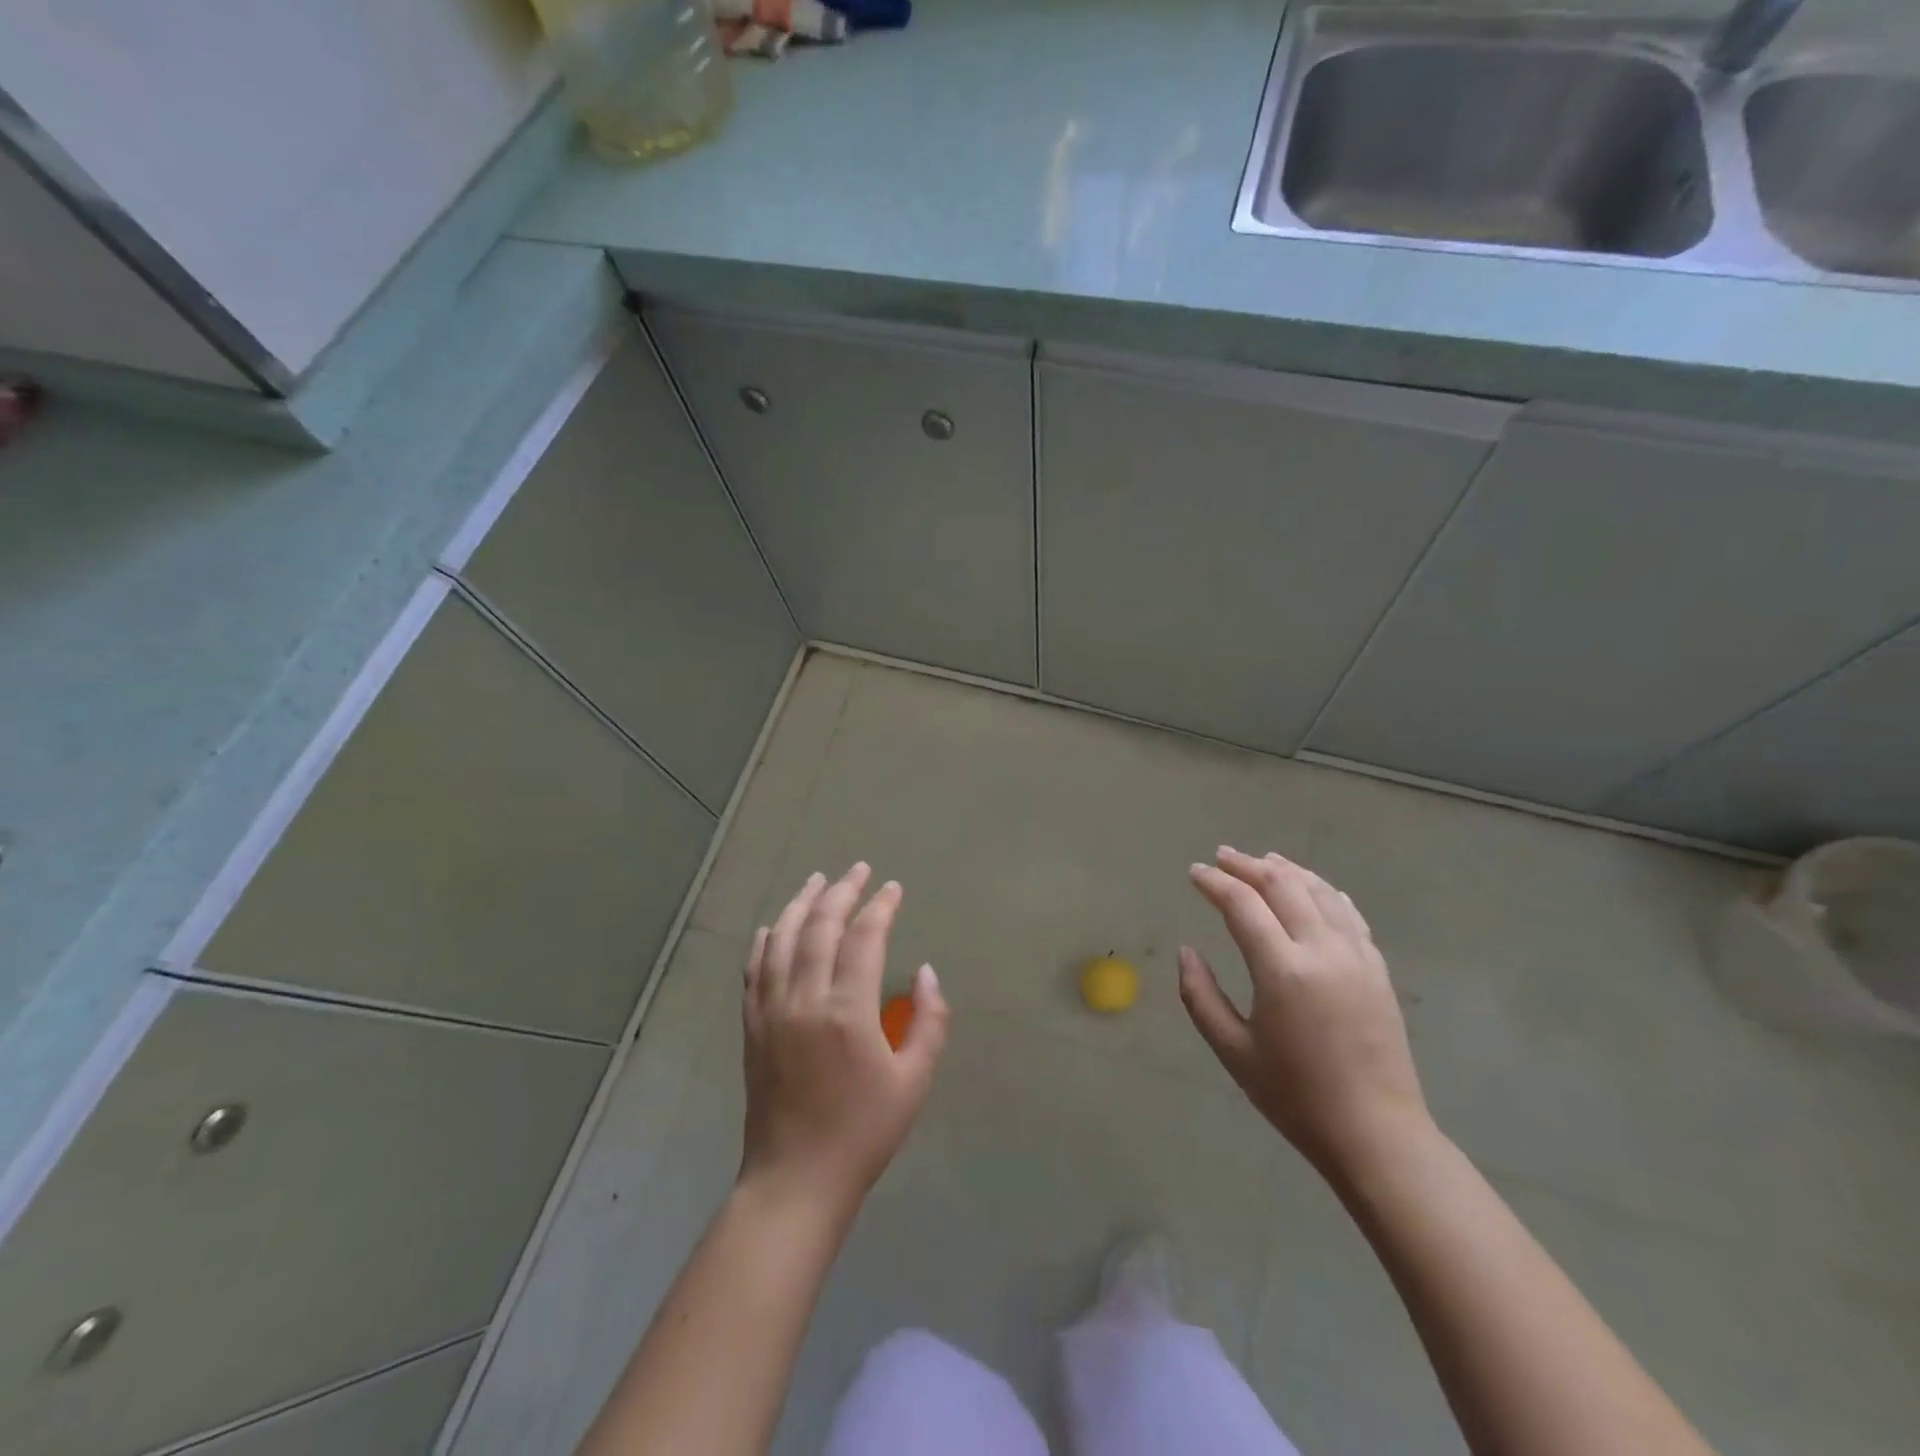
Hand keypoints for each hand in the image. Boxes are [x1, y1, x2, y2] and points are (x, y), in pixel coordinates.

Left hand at [739, 864, 948, 1217]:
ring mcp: (771, 1010)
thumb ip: (929, 1021)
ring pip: (783, 939)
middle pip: (820, 927)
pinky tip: (773, 925)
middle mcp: (804, 999)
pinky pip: (754, 969)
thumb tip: (926, 972)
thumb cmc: (863, 1132)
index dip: (880, 907)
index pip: (864, 938)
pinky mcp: (752, 1026)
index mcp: (847, 1011)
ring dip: (801, 904)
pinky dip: (765, 940)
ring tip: (817, 880)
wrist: (795, 1179)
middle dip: (841, 892)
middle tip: (858, 870)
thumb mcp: (914, 1081)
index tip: (893, 888)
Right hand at [1181, 846, 1430, 1177]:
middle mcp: (1322, 950)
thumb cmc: (1296, 1097)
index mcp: (1282, 970)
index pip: (1243, 904)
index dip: (1215, 883)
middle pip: (1282, 885)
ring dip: (1287, 870)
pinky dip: (1324, 891)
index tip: (1195, 872)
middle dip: (1247, 865)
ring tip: (1263, 860)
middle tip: (1222, 857)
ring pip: (1319, 891)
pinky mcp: (1377, 969)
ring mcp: (1356, 956)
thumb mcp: (1233, 1051)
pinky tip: (1314, 888)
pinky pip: (1348, 913)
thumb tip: (1186, 952)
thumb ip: (1200, 996)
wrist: (1377, 1135)